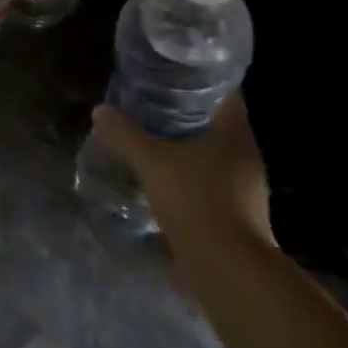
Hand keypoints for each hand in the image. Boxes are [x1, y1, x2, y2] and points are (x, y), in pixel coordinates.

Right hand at [91, 94, 273, 247]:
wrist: (227, 269)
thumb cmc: (195, 200)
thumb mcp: (151, 161)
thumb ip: (124, 134)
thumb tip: (100, 112)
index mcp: (235, 132)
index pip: (223, 94)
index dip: (198, 83)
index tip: (168, 79)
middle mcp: (246, 155)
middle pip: (217, 124)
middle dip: (186, 116)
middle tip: (151, 108)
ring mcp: (247, 188)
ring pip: (214, 155)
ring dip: (188, 149)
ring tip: (153, 143)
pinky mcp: (239, 215)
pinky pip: (212, 184)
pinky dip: (190, 178)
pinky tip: (164, 182)